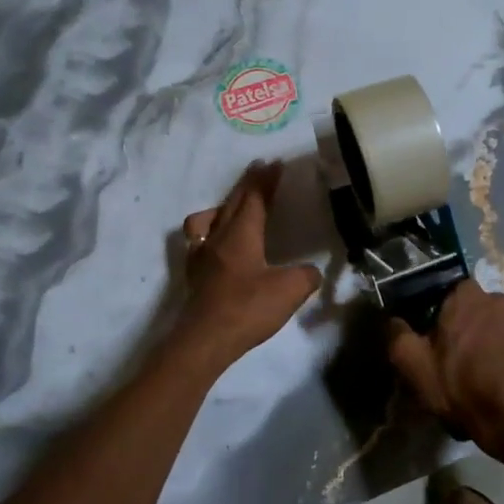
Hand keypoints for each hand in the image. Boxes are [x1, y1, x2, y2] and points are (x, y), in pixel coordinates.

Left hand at [177, 161, 321, 361]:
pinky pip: (198, 241)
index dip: (266, 179)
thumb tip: (310, 271)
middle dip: (247, 184)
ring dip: (223, 205)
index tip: (275, 163)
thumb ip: (306, 276)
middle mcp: (218, 236)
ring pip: (209, 218)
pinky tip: (215, 244)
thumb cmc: (248, 308)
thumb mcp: (290, 291)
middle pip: (232, 201)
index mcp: (242, 233)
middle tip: (259, 169)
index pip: (255, 197)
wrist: (205, 340)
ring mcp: (201, 255)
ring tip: (232, 206)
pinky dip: (208, 233)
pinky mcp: (193, 275)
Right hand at [387, 282, 503, 460]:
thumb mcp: (414, 364)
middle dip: (465, 323)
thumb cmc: (459, 385)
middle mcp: (496, 299)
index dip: (439, 311)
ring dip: (487, 337)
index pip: (448, 290)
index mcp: (465, 297)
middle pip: (474, 306)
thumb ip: (398, 334)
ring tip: (478, 368)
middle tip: (454, 353)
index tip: (434, 334)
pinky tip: (498, 376)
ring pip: (495, 322)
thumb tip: (393, 320)